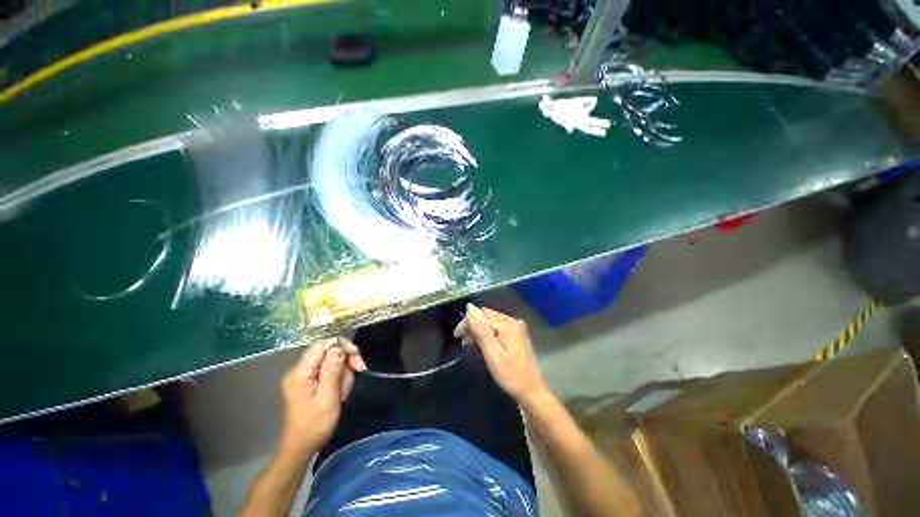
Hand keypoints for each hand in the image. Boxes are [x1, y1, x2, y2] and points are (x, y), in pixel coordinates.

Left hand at [278, 338, 365, 457]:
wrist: (302, 447)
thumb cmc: (315, 425)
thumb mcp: (327, 397)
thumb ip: (332, 370)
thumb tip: (339, 347)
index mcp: (300, 372)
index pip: (321, 345)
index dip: (341, 345)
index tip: (356, 358)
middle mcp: (299, 370)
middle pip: (328, 351)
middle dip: (345, 360)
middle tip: (359, 371)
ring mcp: (304, 376)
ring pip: (331, 361)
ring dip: (344, 372)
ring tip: (344, 390)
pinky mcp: (309, 382)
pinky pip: (329, 370)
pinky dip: (339, 378)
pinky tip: (340, 391)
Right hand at [454, 304, 548, 405]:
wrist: (531, 392)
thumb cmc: (511, 375)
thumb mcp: (492, 353)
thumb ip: (481, 329)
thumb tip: (469, 307)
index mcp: (508, 324)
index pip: (482, 315)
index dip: (467, 322)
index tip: (457, 336)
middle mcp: (513, 321)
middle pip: (487, 316)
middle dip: (472, 325)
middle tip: (462, 341)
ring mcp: (516, 328)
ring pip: (491, 322)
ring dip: (478, 330)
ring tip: (468, 344)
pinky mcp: (516, 335)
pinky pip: (496, 328)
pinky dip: (486, 334)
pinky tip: (480, 343)